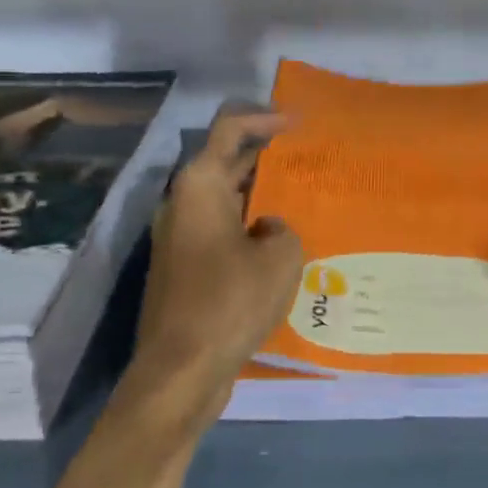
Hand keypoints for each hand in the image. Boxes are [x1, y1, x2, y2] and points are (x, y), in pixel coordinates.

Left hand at [121, 107, 304, 436]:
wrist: (181, 369)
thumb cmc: (230, 301)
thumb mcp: (281, 257)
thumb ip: (284, 228)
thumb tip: (267, 230)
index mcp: (200, 186)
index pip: (231, 130)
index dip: (265, 118)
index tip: (298, 123)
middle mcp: (183, 203)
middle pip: (226, 162)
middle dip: (266, 157)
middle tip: (307, 158)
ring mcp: (180, 237)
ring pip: (225, 200)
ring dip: (260, 195)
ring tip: (302, 198)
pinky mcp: (184, 268)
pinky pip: (222, 231)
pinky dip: (249, 226)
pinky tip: (281, 243)